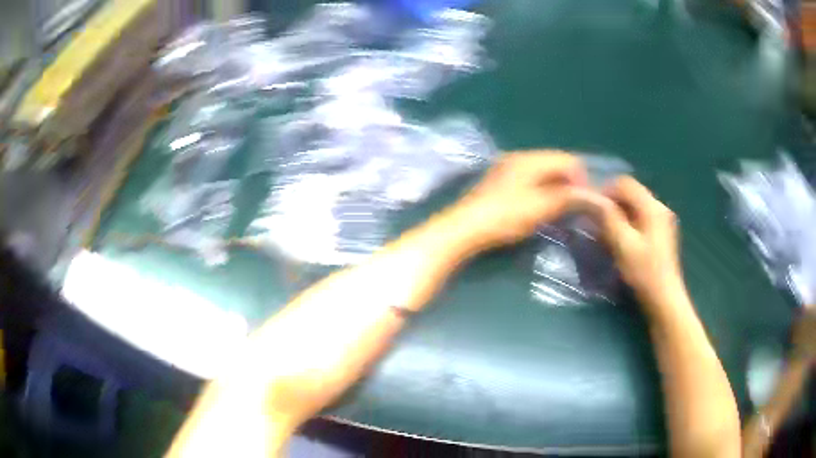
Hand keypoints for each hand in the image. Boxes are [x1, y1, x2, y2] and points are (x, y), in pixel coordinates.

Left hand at [450, 151, 586, 251]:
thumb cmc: (505, 216)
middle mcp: (519, 156)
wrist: (465, 227)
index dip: (581, 178)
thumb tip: (592, 195)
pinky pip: (530, 178)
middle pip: (554, 163)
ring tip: (558, 208)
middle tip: (573, 206)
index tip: (584, 201)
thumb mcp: (541, 207)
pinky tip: (539, 206)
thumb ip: (568, 198)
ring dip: (555, 186)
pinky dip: (541, 189)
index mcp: (530, 158)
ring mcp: (507, 167)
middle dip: (568, 182)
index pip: (567, 159)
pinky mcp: (500, 180)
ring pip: (542, 171)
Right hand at [577, 176, 686, 314]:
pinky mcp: (660, 233)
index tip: (591, 208)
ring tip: (605, 233)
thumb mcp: (623, 244)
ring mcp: (661, 220)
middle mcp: (659, 207)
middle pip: (630, 193)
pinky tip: (619, 240)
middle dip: (611, 204)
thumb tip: (593, 198)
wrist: (664, 298)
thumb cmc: (644, 272)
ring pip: (634, 206)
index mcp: (652, 207)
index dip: (605, 191)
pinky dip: (627, 223)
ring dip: (618, 215)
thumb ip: (608, 218)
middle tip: (596, 222)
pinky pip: (639, 218)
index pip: (625, 183)